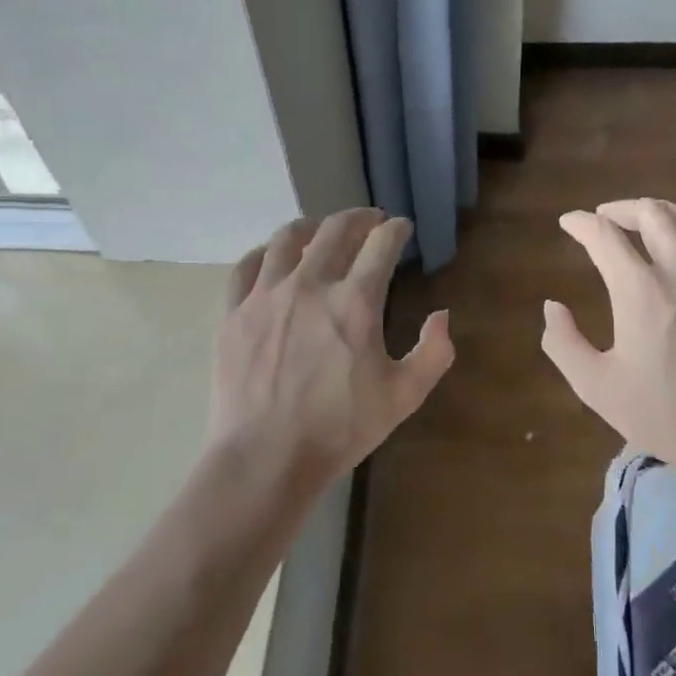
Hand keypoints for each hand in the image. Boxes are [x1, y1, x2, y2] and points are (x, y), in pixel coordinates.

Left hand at [206, 208, 453, 491]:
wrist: (264, 458)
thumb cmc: (339, 429)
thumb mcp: (403, 397)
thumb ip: (433, 353)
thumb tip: (442, 315)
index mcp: (354, 302)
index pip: (381, 245)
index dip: (396, 230)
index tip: (401, 228)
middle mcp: (309, 284)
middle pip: (335, 230)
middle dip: (358, 218)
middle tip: (369, 220)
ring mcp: (265, 295)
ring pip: (287, 239)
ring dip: (311, 227)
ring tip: (320, 230)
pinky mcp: (233, 313)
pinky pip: (247, 266)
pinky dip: (265, 253)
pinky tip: (272, 257)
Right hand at [541, 198, 675, 493]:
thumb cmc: (666, 414)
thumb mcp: (597, 387)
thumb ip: (563, 342)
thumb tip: (553, 307)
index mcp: (641, 291)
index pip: (605, 235)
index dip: (581, 224)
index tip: (569, 223)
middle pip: (651, 213)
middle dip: (620, 209)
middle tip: (604, 218)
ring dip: (657, 213)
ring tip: (641, 221)